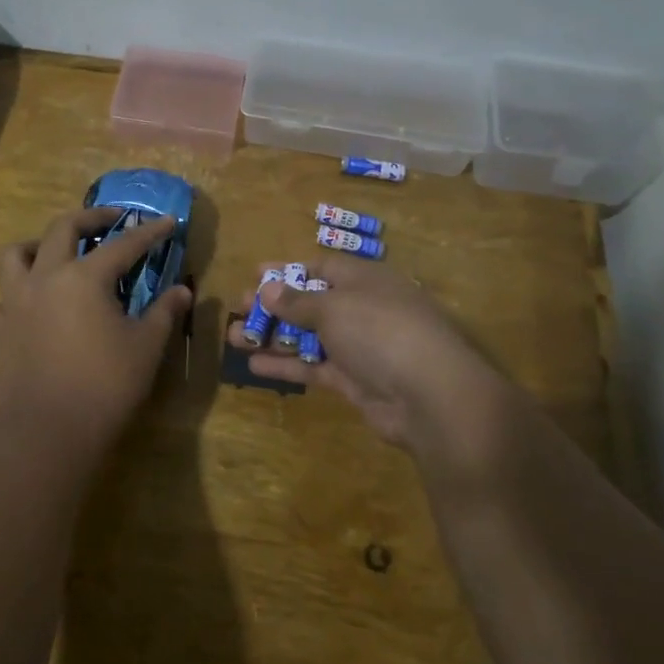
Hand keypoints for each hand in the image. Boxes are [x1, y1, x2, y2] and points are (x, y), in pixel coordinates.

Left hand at [0, 207, 193, 451]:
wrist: (49, 432)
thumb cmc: (106, 386)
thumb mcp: (146, 347)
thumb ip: (165, 312)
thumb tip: (183, 290)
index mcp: (84, 278)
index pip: (123, 244)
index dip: (148, 232)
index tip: (167, 222)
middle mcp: (45, 278)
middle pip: (62, 229)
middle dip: (91, 217)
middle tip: (111, 220)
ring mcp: (15, 303)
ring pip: (15, 255)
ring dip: (37, 245)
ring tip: (55, 253)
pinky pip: (1, 300)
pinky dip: (16, 295)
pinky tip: (32, 306)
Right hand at [234, 255, 519, 464]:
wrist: (430, 395)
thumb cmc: (379, 330)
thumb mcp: (333, 307)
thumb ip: (297, 301)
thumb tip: (267, 288)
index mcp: (365, 279)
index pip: (321, 268)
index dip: (288, 271)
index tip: (254, 275)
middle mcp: (362, 309)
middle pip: (312, 303)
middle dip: (274, 306)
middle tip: (238, 308)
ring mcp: (359, 347)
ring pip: (310, 337)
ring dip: (274, 336)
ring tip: (233, 337)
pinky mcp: (355, 381)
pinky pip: (314, 367)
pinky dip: (287, 364)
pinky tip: (254, 364)